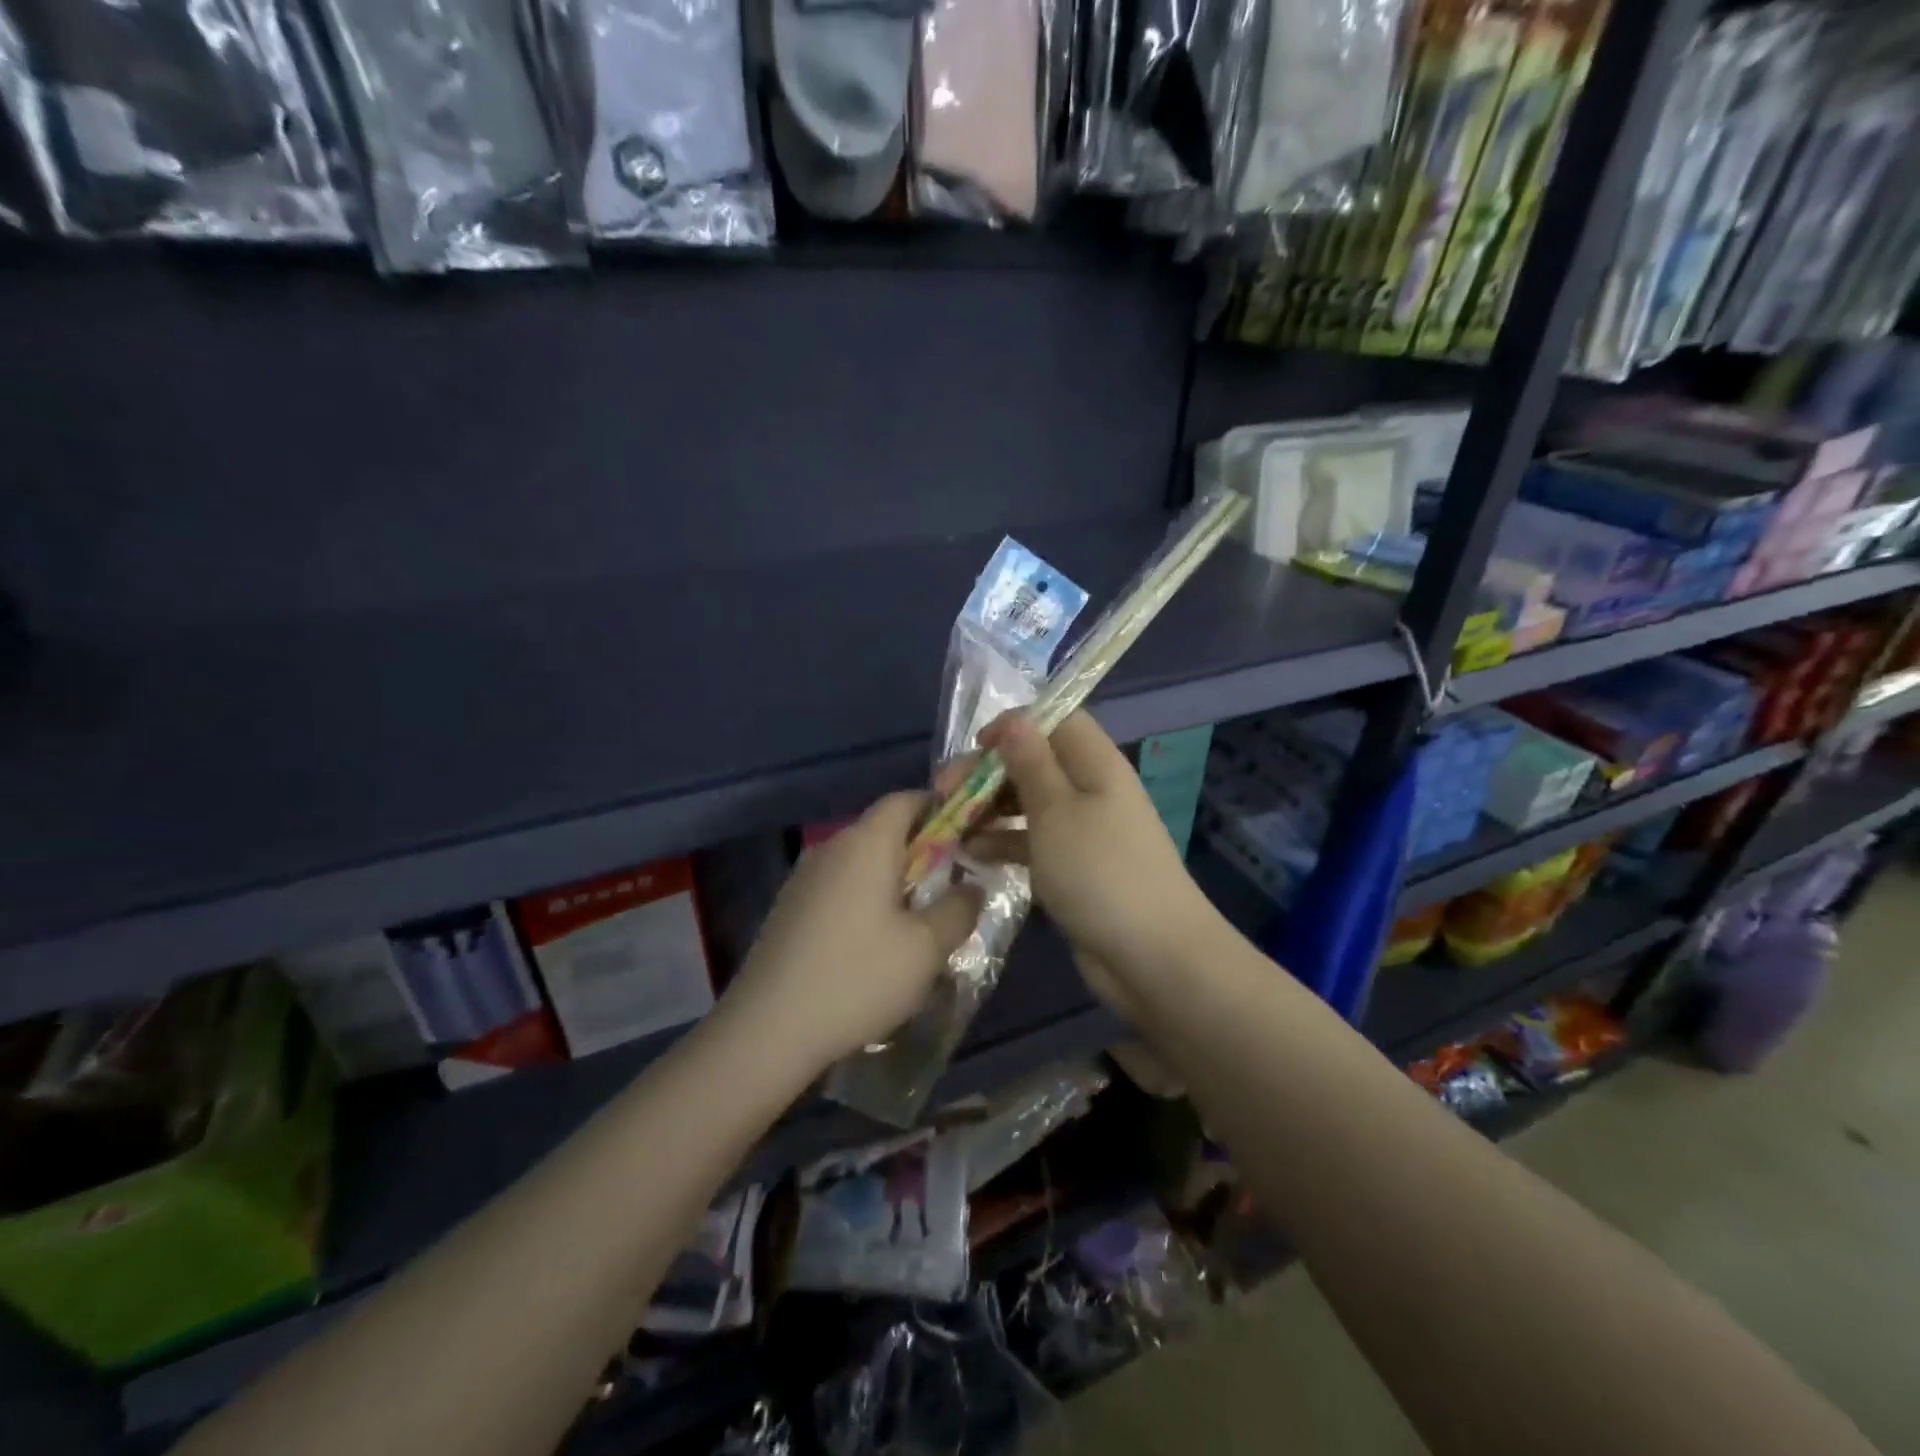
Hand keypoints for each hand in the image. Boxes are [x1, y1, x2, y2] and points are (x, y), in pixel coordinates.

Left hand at [723, 793, 981, 1070]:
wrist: (767, 1029)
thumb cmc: (857, 978)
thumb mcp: (926, 948)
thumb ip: (959, 909)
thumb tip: (971, 886)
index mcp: (866, 843)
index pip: (906, 799)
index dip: (941, 809)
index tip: (968, 837)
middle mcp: (831, 848)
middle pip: (883, 830)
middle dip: (922, 850)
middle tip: (950, 887)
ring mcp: (804, 878)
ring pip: (861, 862)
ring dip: (893, 879)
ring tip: (917, 921)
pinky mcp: (789, 909)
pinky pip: (839, 887)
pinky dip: (865, 900)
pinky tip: (873, 944)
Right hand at [972, 711, 1223, 1012]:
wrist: (1152, 956)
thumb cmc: (1099, 871)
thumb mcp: (1056, 811)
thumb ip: (1030, 763)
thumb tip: (1014, 720)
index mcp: (1095, 764)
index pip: (1056, 720)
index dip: (1014, 725)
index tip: (975, 748)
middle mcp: (1091, 789)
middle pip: (1036, 762)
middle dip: (989, 773)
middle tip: (946, 794)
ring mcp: (1085, 831)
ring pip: (1030, 804)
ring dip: (991, 810)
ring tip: (953, 827)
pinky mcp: (1075, 867)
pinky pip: (1034, 842)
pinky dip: (1005, 843)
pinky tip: (973, 855)